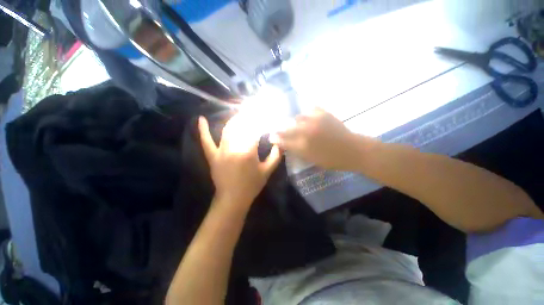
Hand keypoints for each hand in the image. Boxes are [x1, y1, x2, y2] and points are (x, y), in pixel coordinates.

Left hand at [199, 116, 281, 209]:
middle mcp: (233, 148)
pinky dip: (202, 130)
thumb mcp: (267, 171)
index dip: (260, 121)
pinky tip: (200, 119)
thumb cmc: (252, 185)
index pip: (255, 130)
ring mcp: (220, 151)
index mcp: (248, 152)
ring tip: (241, 114)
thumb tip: (279, 143)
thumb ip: (276, 155)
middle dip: (248, 117)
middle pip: (241, 126)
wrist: (233, 199)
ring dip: (234, 120)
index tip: (265, 117)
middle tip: (254, 111)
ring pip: (227, 130)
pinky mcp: (212, 156)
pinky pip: (206, 142)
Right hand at [273, 108, 371, 170]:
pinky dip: (307, 113)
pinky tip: (307, 117)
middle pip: (287, 128)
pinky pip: (310, 109)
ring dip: (295, 121)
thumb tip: (286, 144)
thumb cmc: (332, 160)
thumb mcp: (312, 159)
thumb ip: (297, 151)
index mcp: (304, 146)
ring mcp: (315, 120)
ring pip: (298, 117)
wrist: (353, 150)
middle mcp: (307, 132)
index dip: (276, 139)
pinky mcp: (324, 113)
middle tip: (278, 130)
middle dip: (280, 130)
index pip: (284, 141)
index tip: (271, 137)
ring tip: (296, 124)